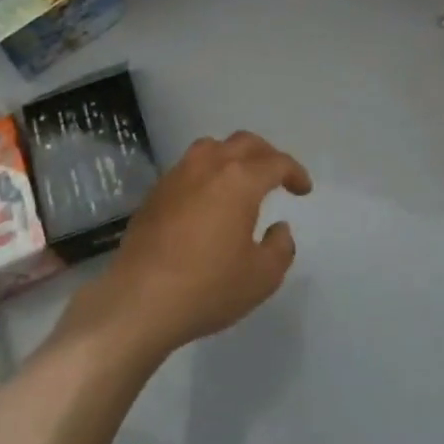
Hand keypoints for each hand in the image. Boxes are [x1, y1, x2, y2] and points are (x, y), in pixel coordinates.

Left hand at [73, 131, 310, 358]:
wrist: (140, 300)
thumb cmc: (208, 287)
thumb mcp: (262, 277)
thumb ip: (280, 247)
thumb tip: (279, 228)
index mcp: (239, 180)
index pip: (275, 163)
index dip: (295, 173)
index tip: (303, 190)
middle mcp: (207, 167)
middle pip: (243, 143)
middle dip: (266, 155)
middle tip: (278, 176)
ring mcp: (177, 176)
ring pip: (211, 148)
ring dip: (233, 156)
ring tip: (242, 180)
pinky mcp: (155, 193)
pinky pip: (188, 168)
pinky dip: (207, 173)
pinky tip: (208, 199)